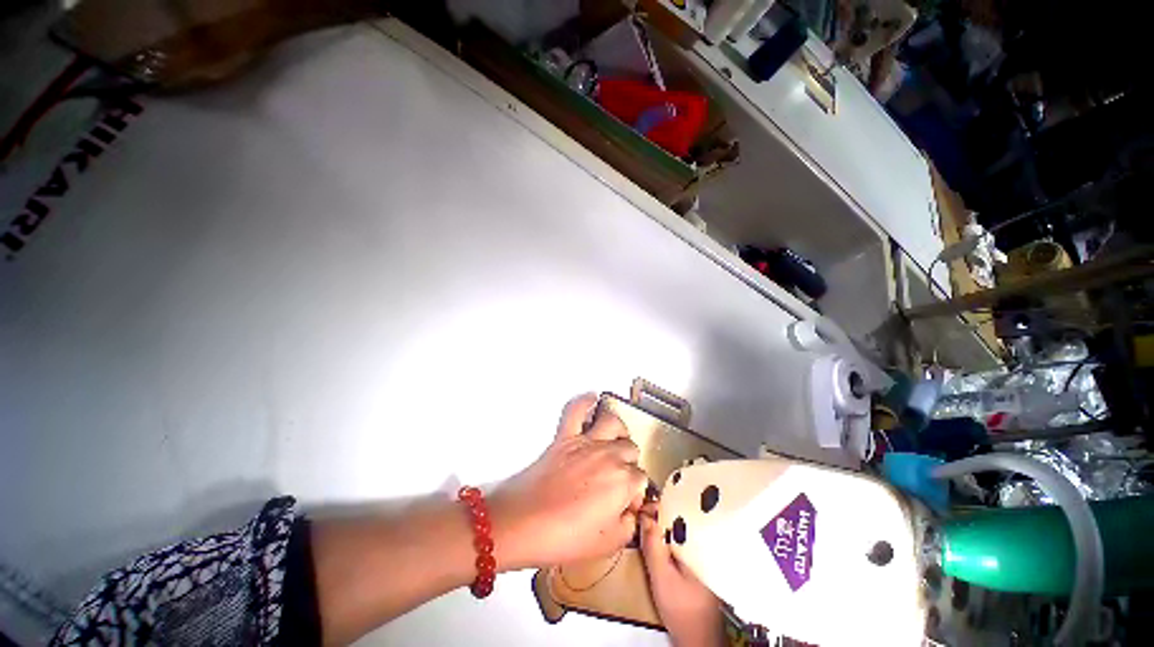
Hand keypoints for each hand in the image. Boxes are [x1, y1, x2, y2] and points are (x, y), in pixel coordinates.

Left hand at [490, 394, 647, 570]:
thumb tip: (631, 513)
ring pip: (613, 423)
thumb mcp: (607, 544)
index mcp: (623, 482)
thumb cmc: (564, 537)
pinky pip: (576, 410)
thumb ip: (628, 526)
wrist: (522, 524)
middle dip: (629, 463)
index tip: (626, 504)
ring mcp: (586, 442)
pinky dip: (584, 401)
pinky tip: (592, 399)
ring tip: (615, 441)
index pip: (641, 479)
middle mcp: (609, 455)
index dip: (635, 493)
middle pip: (630, 449)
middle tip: (618, 479)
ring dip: (619, 431)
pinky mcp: (564, 436)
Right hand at [640, 501, 724, 646]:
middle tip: (640, 515)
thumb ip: (653, 546)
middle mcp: (706, 542)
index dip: (657, 507)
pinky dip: (669, 536)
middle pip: (680, 518)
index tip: (640, 508)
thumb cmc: (682, 609)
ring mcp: (704, 552)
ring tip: (645, 522)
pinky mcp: (699, 561)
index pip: (679, 512)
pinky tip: (658, 538)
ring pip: (680, 528)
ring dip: (663, 524)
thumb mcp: (662, 577)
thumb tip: (644, 514)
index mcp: (701, 543)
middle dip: (659, 514)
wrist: (698, 639)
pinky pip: (682, 539)